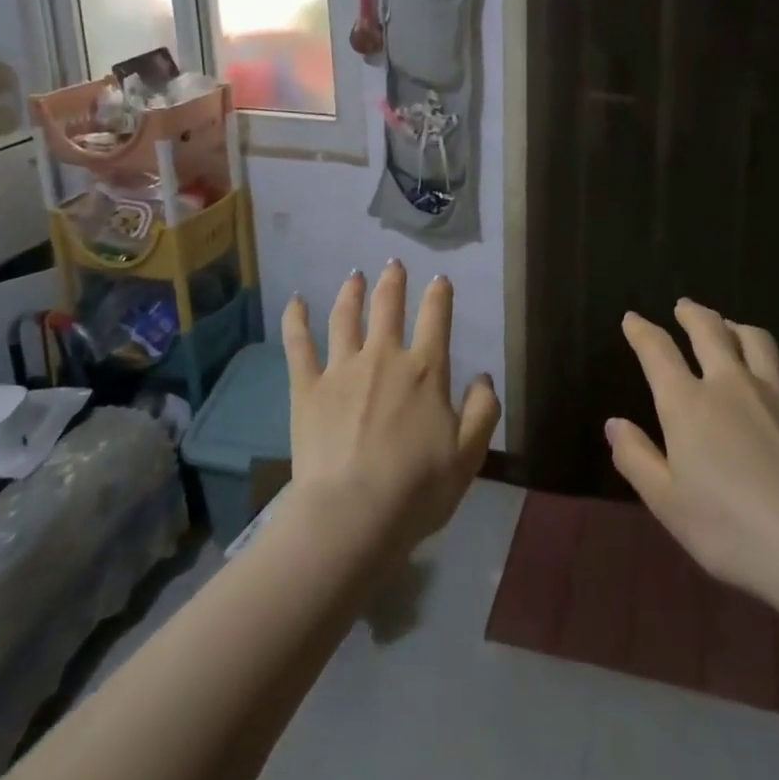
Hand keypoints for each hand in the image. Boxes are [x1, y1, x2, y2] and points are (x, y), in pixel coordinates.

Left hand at [282, 262, 500, 554]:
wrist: (352, 515)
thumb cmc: (417, 490)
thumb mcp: (469, 456)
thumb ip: (483, 411)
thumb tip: (484, 377)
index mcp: (425, 370)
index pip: (436, 318)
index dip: (439, 294)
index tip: (440, 279)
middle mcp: (383, 357)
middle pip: (388, 307)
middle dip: (393, 282)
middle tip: (393, 264)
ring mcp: (342, 369)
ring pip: (345, 317)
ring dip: (351, 292)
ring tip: (354, 276)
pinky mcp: (307, 388)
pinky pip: (298, 345)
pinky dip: (295, 319)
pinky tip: (294, 301)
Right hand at [608, 300, 778, 606]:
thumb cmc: (730, 529)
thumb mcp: (667, 503)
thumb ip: (636, 458)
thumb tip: (614, 423)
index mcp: (687, 403)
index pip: (657, 351)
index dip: (641, 331)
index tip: (632, 319)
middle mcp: (730, 383)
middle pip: (709, 330)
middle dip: (692, 313)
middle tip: (683, 307)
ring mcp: (777, 392)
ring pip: (756, 340)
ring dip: (737, 327)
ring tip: (730, 327)